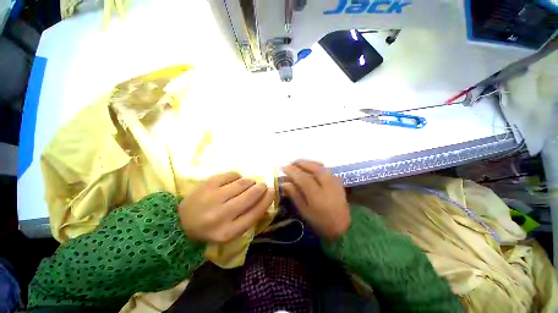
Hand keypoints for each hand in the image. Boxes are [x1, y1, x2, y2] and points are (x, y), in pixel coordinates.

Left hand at [177, 172, 273, 242]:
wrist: (182, 221)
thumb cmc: (212, 227)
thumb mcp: (232, 231)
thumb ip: (250, 217)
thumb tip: (267, 200)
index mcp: (228, 232)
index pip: (255, 213)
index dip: (266, 200)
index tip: (272, 191)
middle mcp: (221, 215)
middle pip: (250, 196)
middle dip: (260, 188)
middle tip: (262, 185)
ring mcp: (213, 197)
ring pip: (242, 183)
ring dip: (250, 182)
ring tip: (248, 184)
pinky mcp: (208, 184)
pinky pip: (232, 175)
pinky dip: (237, 177)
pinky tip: (235, 182)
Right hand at [282, 160, 350, 238]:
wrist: (343, 226)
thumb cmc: (320, 221)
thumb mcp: (304, 210)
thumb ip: (295, 195)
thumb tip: (284, 183)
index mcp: (317, 196)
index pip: (302, 178)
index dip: (292, 172)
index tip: (283, 168)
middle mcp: (327, 185)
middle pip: (313, 168)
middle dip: (300, 163)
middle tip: (290, 163)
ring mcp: (335, 182)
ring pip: (320, 166)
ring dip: (308, 162)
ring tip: (298, 163)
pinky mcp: (338, 180)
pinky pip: (326, 168)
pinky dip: (316, 164)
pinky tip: (310, 165)